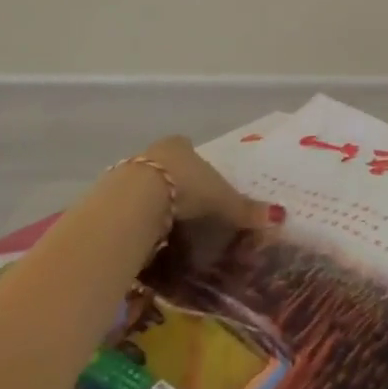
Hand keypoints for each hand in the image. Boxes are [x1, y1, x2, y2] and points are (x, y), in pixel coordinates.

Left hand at [133, 135, 282, 229]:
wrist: (132, 203)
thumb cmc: (184, 189)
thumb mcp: (221, 199)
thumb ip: (245, 209)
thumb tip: (279, 216)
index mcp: (180, 146)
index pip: (189, 149)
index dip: (197, 167)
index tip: (203, 186)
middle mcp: (152, 154)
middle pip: (167, 169)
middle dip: (176, 189)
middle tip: (189, 214)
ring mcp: (127, 175)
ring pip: (145, 190)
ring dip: (154, 208)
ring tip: (168, 234)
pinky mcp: (108, 200)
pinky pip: (129, 211)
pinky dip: (138, 224)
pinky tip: (147, 242)